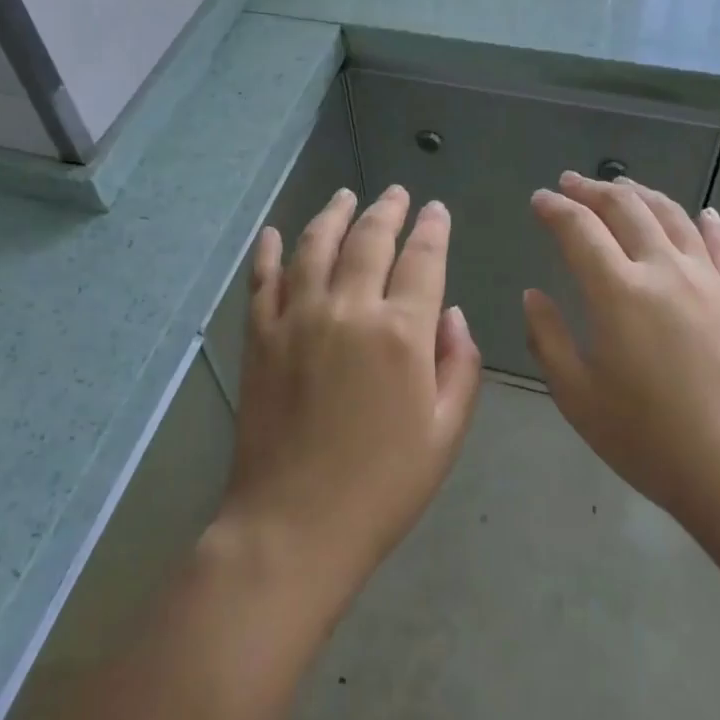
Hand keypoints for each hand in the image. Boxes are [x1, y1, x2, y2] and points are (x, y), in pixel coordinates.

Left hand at [221, 185, 481, 601]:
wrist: (293, 527)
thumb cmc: (381, 487)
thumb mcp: (445, 434)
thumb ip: (459, 365)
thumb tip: (452, 314)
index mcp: (400, 333)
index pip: (422, 259)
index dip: (433, 229)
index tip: (436, 210)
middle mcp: (348, 309)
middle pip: (369, 240)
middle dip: (388, 210)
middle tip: (397, 192)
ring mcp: (297, 318)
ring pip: (317, 246)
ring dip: (333, 214)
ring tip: (345, 195)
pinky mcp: (260, 336)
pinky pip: (263, 279)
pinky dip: (270, 251)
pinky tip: (275, 232)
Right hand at [523, 172, 719, 533]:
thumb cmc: (651, 439)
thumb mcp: (578, 397)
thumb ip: (547, 338)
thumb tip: (534, 295)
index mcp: (617, 290)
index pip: (579, 229)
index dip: (555, 209)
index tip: (539, 199)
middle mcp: (663, 268)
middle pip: (625, 208)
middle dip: (593, 190)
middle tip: (571, 183)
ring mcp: (708, 279)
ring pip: (672, 216)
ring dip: (642, 194)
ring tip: (623, 186)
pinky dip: (707, 223)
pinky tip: (702, 214)